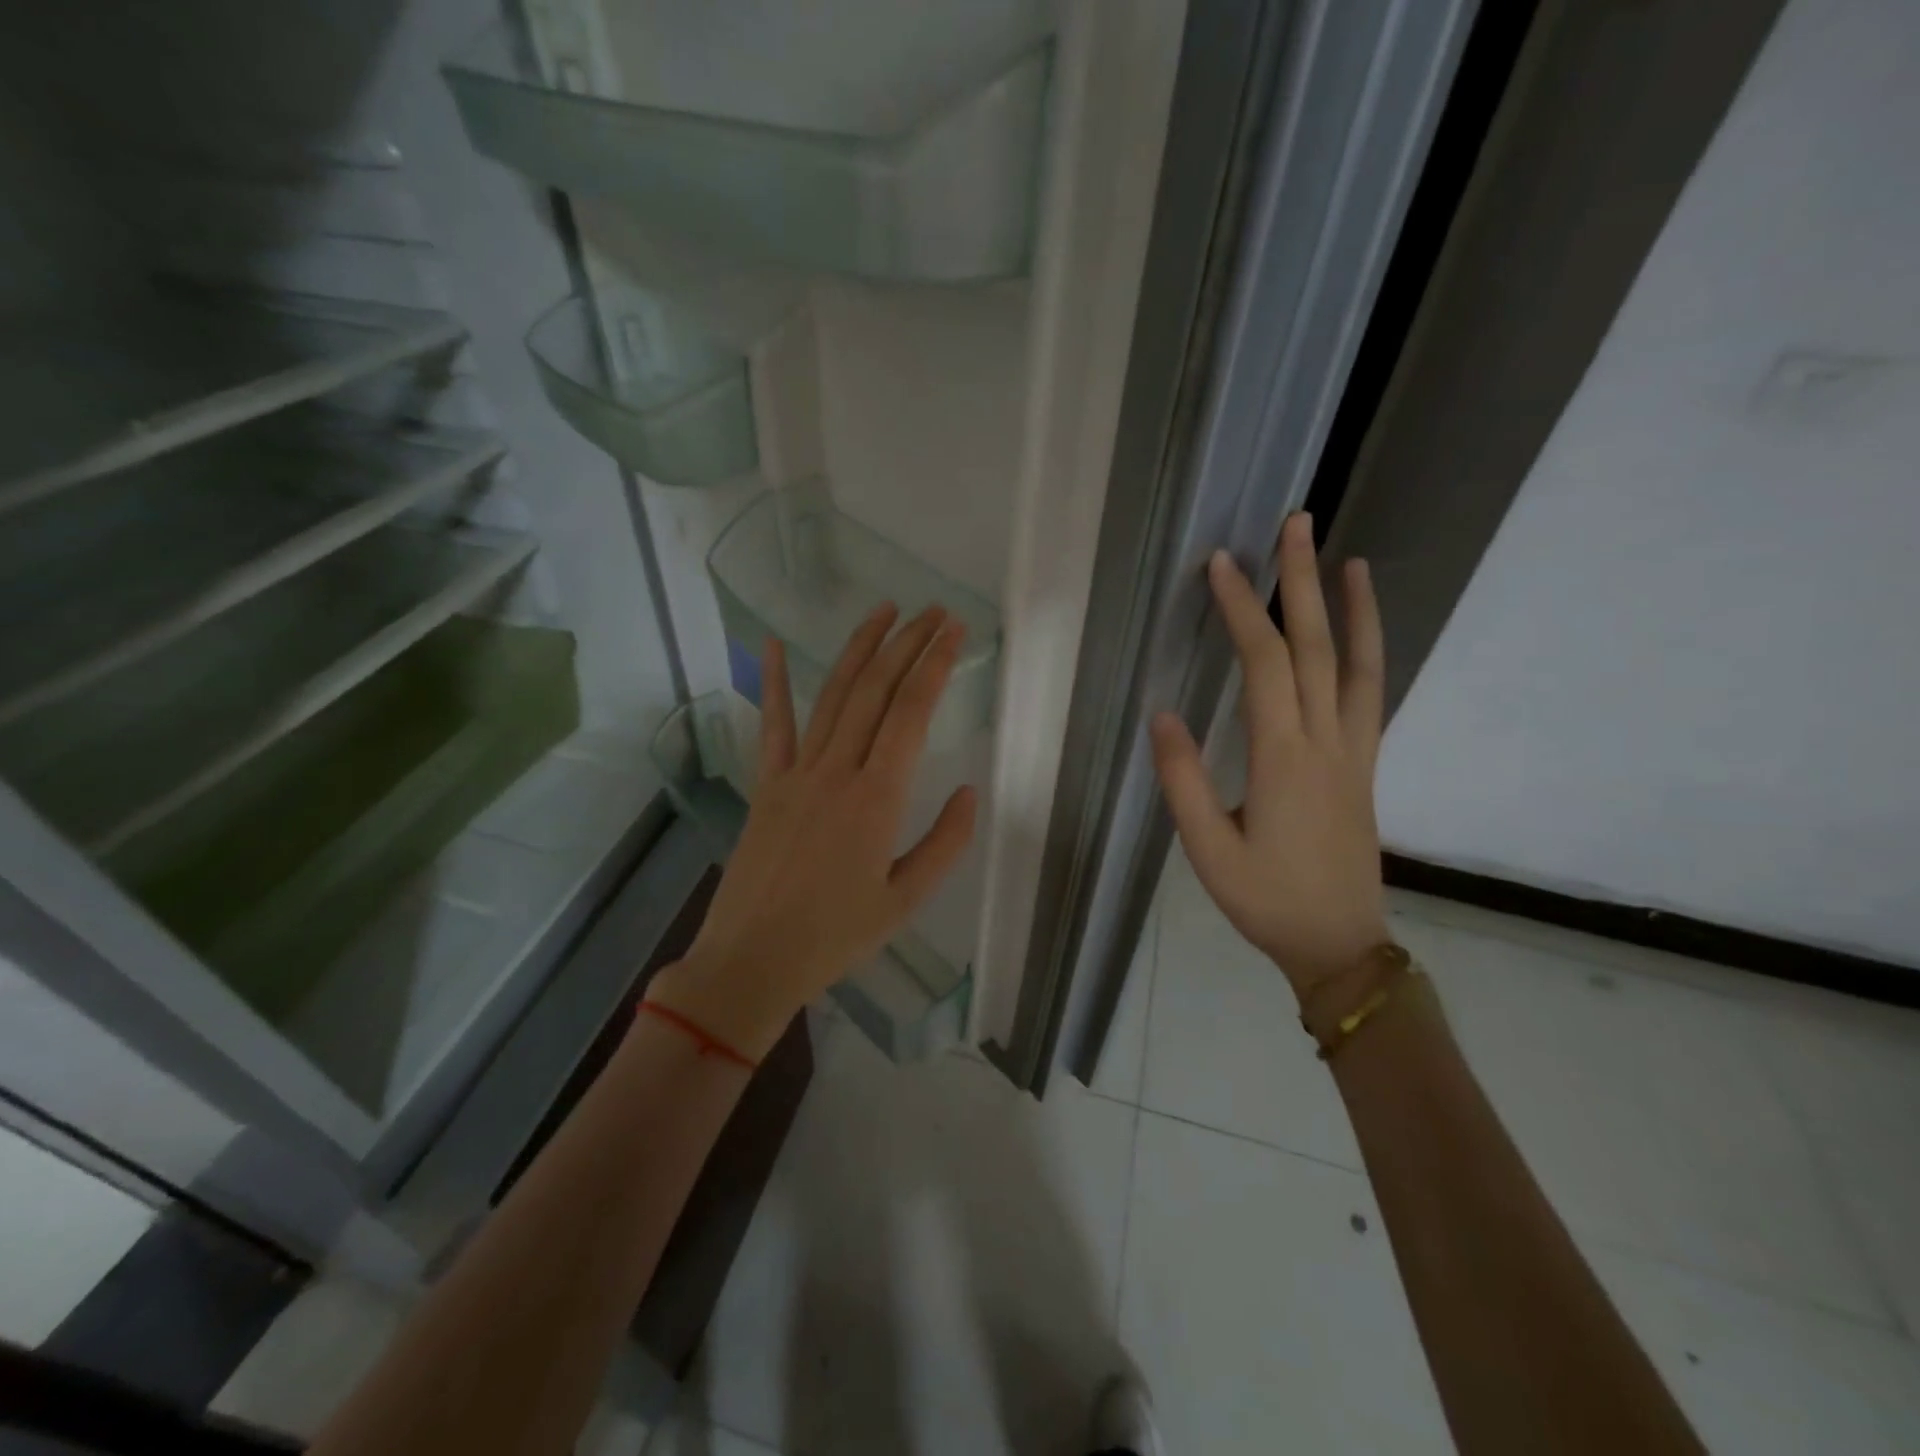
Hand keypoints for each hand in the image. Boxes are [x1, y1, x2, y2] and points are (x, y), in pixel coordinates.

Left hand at [647, 605, 978, 1058]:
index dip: (935, 664)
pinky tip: (774, 646)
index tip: (955, 631)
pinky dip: (774, 683)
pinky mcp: (767, 785)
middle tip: (933, 611)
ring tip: (883, 611)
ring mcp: (796, 773)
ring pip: (833, 696)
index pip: (912, 712)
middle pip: (876, 690)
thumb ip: (945, 843)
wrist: (751, 960)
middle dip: (907, 643)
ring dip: (859, 649)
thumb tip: (970, 791)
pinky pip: (773, 726)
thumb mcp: (906, 900)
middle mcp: (837, 771)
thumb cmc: (835, 937)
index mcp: (878, 798)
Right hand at [1150, 512, 1388, 1000]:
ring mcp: (1354, 751)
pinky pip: (1373, 693)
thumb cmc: (1265, 899)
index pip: (1264, 665)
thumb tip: (1162, 714)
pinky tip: (1363, 631)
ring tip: (1347, 559)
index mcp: (1283, 758)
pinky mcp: (1364, 764)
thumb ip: (1183, 780)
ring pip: (1360, 664)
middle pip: (1317, 647)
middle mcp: (1326, 741)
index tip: (1221, 565)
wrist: (1339, 942)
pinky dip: (1372, 651)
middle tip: (1296, 524)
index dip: (1242, 610)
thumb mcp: (1207, 849)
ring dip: (1352, 608)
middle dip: (1301, 582)